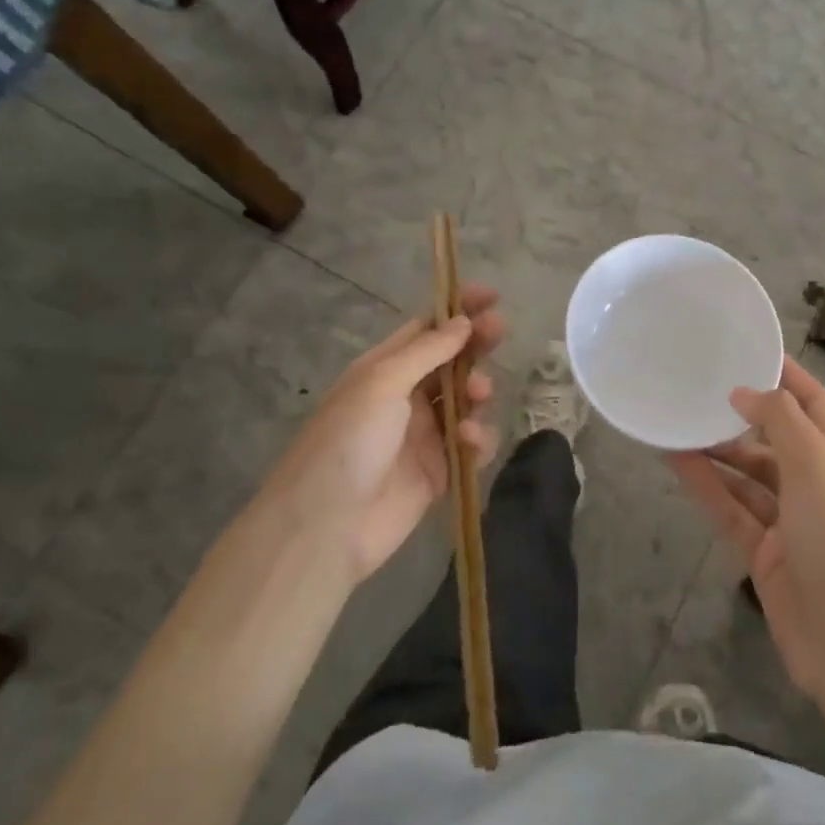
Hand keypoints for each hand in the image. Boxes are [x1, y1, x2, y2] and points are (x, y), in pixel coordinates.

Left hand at [259, 284, 505, 588]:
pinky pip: (471, 447)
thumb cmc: (348, 442)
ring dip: (477, 392)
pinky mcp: (439, 472)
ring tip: (478, 395)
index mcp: (383, 370)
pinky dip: (478, 440)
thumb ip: (427, 351)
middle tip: (499, 332)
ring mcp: (423, 436)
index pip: (426, 329)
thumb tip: (462, 321)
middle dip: (475, 345)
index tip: (492, 296)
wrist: (325, 528)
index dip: (458, 310)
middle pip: (451, 362)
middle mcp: (404, 398)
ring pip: (466, 402)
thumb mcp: (381, 383)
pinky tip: (470, 442)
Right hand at [668, 356, 824, 700]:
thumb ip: (781, 420)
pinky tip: (675, 461)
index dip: (785, 375)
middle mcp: (816, 485)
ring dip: (716, 450)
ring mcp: (788, 521)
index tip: (748, 349)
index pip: (813, 403)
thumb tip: (743, 393)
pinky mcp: (763, 553)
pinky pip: (729, 508)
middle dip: (740, 415)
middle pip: (774, 438)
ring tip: (676, 422)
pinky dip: (705, 485)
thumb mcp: (817, 466)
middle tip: (697, 389)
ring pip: (745, 474)